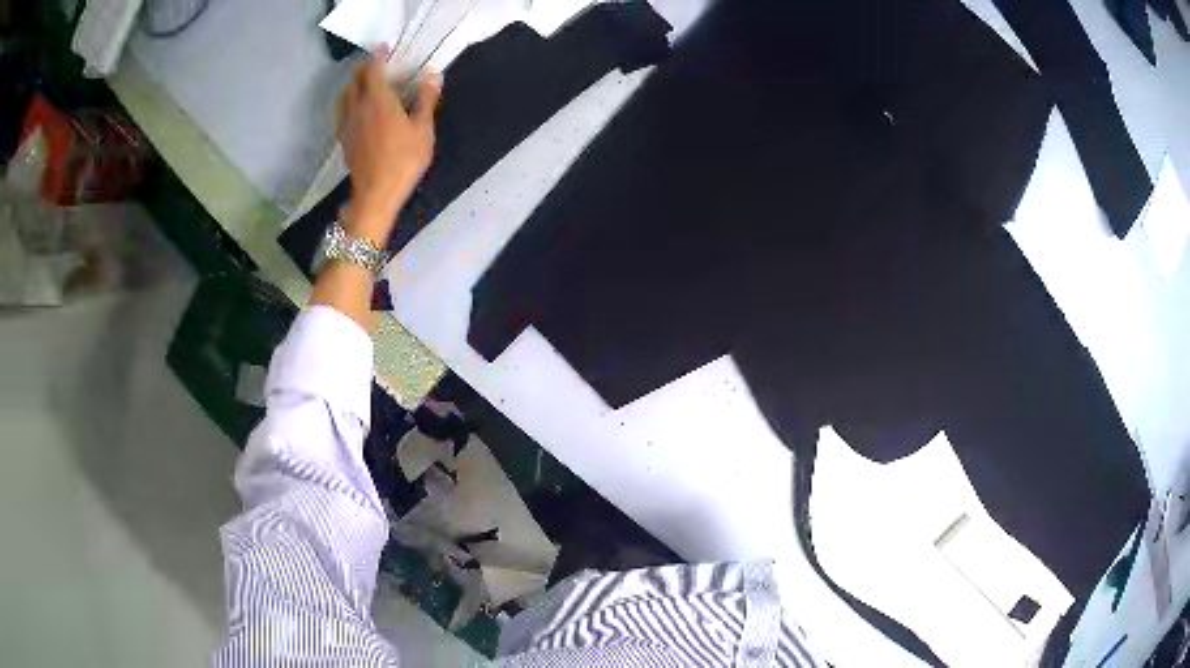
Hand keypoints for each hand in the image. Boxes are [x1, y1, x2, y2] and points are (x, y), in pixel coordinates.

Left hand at [337, 52, 440, 245]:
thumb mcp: (423, 130)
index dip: (379, 56)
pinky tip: (358, 110)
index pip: (373, 69)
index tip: (386, 48)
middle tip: (379, 67)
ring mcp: (348, 123)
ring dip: (356, 84)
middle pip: (355, 79)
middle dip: (365, 68)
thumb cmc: (403, 161)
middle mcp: (358, 107)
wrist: (375, 195)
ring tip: (368, 86)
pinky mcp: (344, 138)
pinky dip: (349, 102)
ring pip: (346, 94)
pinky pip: (343, 112)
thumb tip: (433, 76)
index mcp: (378, 100)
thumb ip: (426, 101)